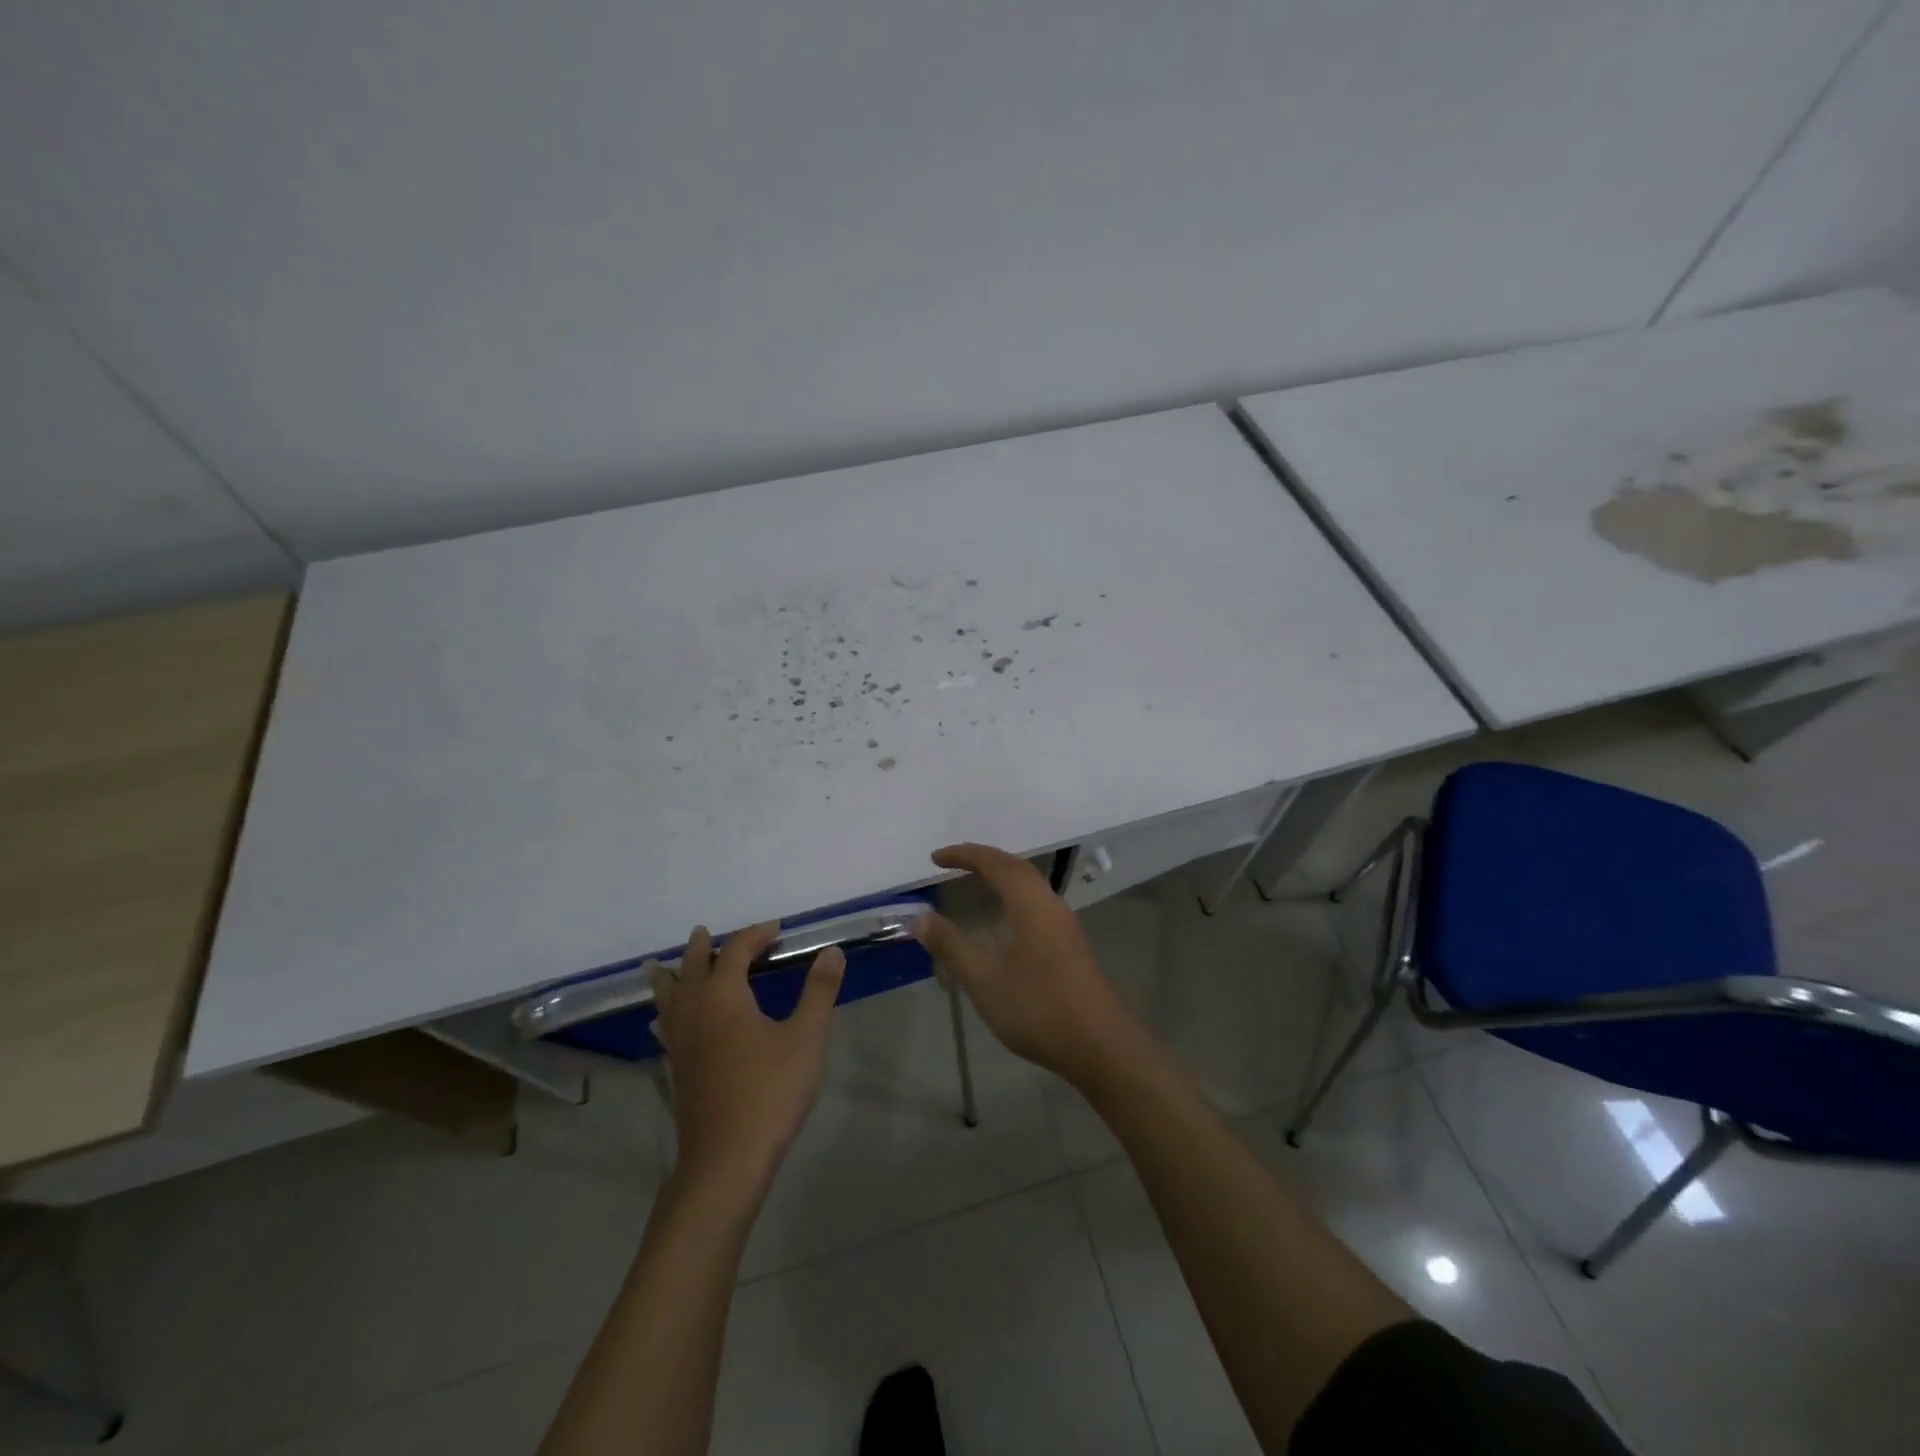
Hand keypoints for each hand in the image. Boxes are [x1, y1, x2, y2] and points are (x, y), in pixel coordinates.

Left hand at [647, 922, 844, 1190]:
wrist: (726, 1160)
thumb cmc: (770, 1093)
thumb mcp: (807, 1038)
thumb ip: (819, 991)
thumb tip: (832, 951)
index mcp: (724, 997)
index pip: (735, 951)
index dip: (755, 935)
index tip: (776, 929)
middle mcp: (695, 1011)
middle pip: (692, 968)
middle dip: (702, 948)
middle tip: (704, 933)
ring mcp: (681, 1042)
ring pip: (668, 997)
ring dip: (671, 976)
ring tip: (659, 965)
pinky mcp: (677, 1068)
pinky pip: (665, 1023)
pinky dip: (666, 1008)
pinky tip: (667, 1021)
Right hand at [911, 844, 1149, 1090]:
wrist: (1098, 1045)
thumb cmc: (1037, 1007)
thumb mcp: (984, 979)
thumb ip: (951, 946)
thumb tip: (920, 918)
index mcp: (1030, 903)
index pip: (995, 863)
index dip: (965, 855)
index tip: (936, 858)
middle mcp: (1050, 904)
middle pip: (1016, 868)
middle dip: (984, 860)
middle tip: (953, 863)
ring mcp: (1064, 925)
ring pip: (1030, 886)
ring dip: (1001, 878)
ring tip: (974, 884)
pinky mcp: (1069, 945)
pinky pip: (1036, 904)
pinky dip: (1013, 898)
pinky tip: (1002, 922)